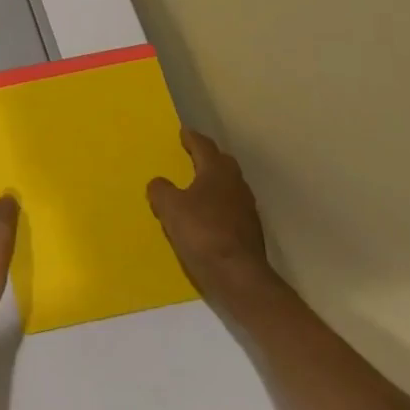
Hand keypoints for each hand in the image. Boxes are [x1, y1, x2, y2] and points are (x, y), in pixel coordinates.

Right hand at [147, 126, 271, 290]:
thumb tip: (159, 183)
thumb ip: (161, 190)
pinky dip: (219, 205)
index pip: (204, 146)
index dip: (191, 138)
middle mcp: (236, 184)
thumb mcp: (170, 208)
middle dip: (207, 157)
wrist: (239, 276)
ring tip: (197, 187)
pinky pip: (231, 207)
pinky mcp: (250, 230)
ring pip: (229, 185)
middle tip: (191, 156)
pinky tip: (208, 216)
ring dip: (214, 182)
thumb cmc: (202, 233)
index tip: (183, 132)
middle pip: (222, 163)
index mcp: (217, 171)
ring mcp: (247, 208)